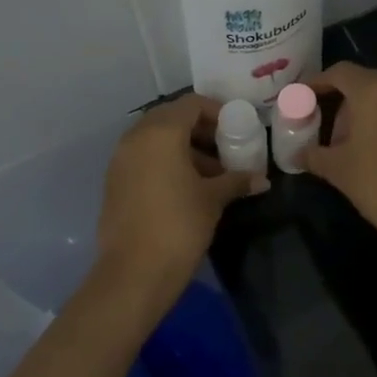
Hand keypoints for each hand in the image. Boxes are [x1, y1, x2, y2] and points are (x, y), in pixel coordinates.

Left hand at [95, 95, 265, 298]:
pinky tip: (188, 188)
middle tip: (226, 149)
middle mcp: (136, 137)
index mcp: (161, 132)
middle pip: (172, 118)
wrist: (134, 272)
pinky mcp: (114, 182)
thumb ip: (237, 180)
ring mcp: (120, 159)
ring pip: (156, 140)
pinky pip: (144, 158)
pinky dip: (165, 163)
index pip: (192, 104)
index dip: (217, 112)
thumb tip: (262, 179)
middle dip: (200, 130)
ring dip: (184, 148)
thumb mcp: (213, 199)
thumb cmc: (179, 225)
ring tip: (212, 174)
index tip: (237, 129)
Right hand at [306, 62, 376, 258]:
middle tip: (323, 128)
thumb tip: (297, 155)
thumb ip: (314, 156)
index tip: (300, 97)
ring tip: (348, 147)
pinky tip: (376, 156)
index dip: (316, 82)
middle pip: (363, 83)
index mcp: (374, 91)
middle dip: (340, 102)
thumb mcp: (339, 170)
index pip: (339, 72)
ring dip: (363, 116)